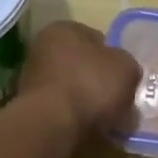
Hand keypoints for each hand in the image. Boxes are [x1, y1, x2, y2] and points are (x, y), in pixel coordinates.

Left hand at [16, 20, 140, 137]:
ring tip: (106, 118)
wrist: (52, 125)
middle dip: (99, 80)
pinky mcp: (30, 108)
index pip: (96, 38)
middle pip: (82, 64)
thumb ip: (127, 66)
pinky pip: (61, 108)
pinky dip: (74, 116)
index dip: (114, 57)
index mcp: (64, 29)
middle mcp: (43, 48)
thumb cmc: (90, 84)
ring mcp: (33, 78)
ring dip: (87, 100)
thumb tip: (124, 74)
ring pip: (72, 87)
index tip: (124, 76)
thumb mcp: (126, 68)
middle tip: (118, 98)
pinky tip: (89, 128)